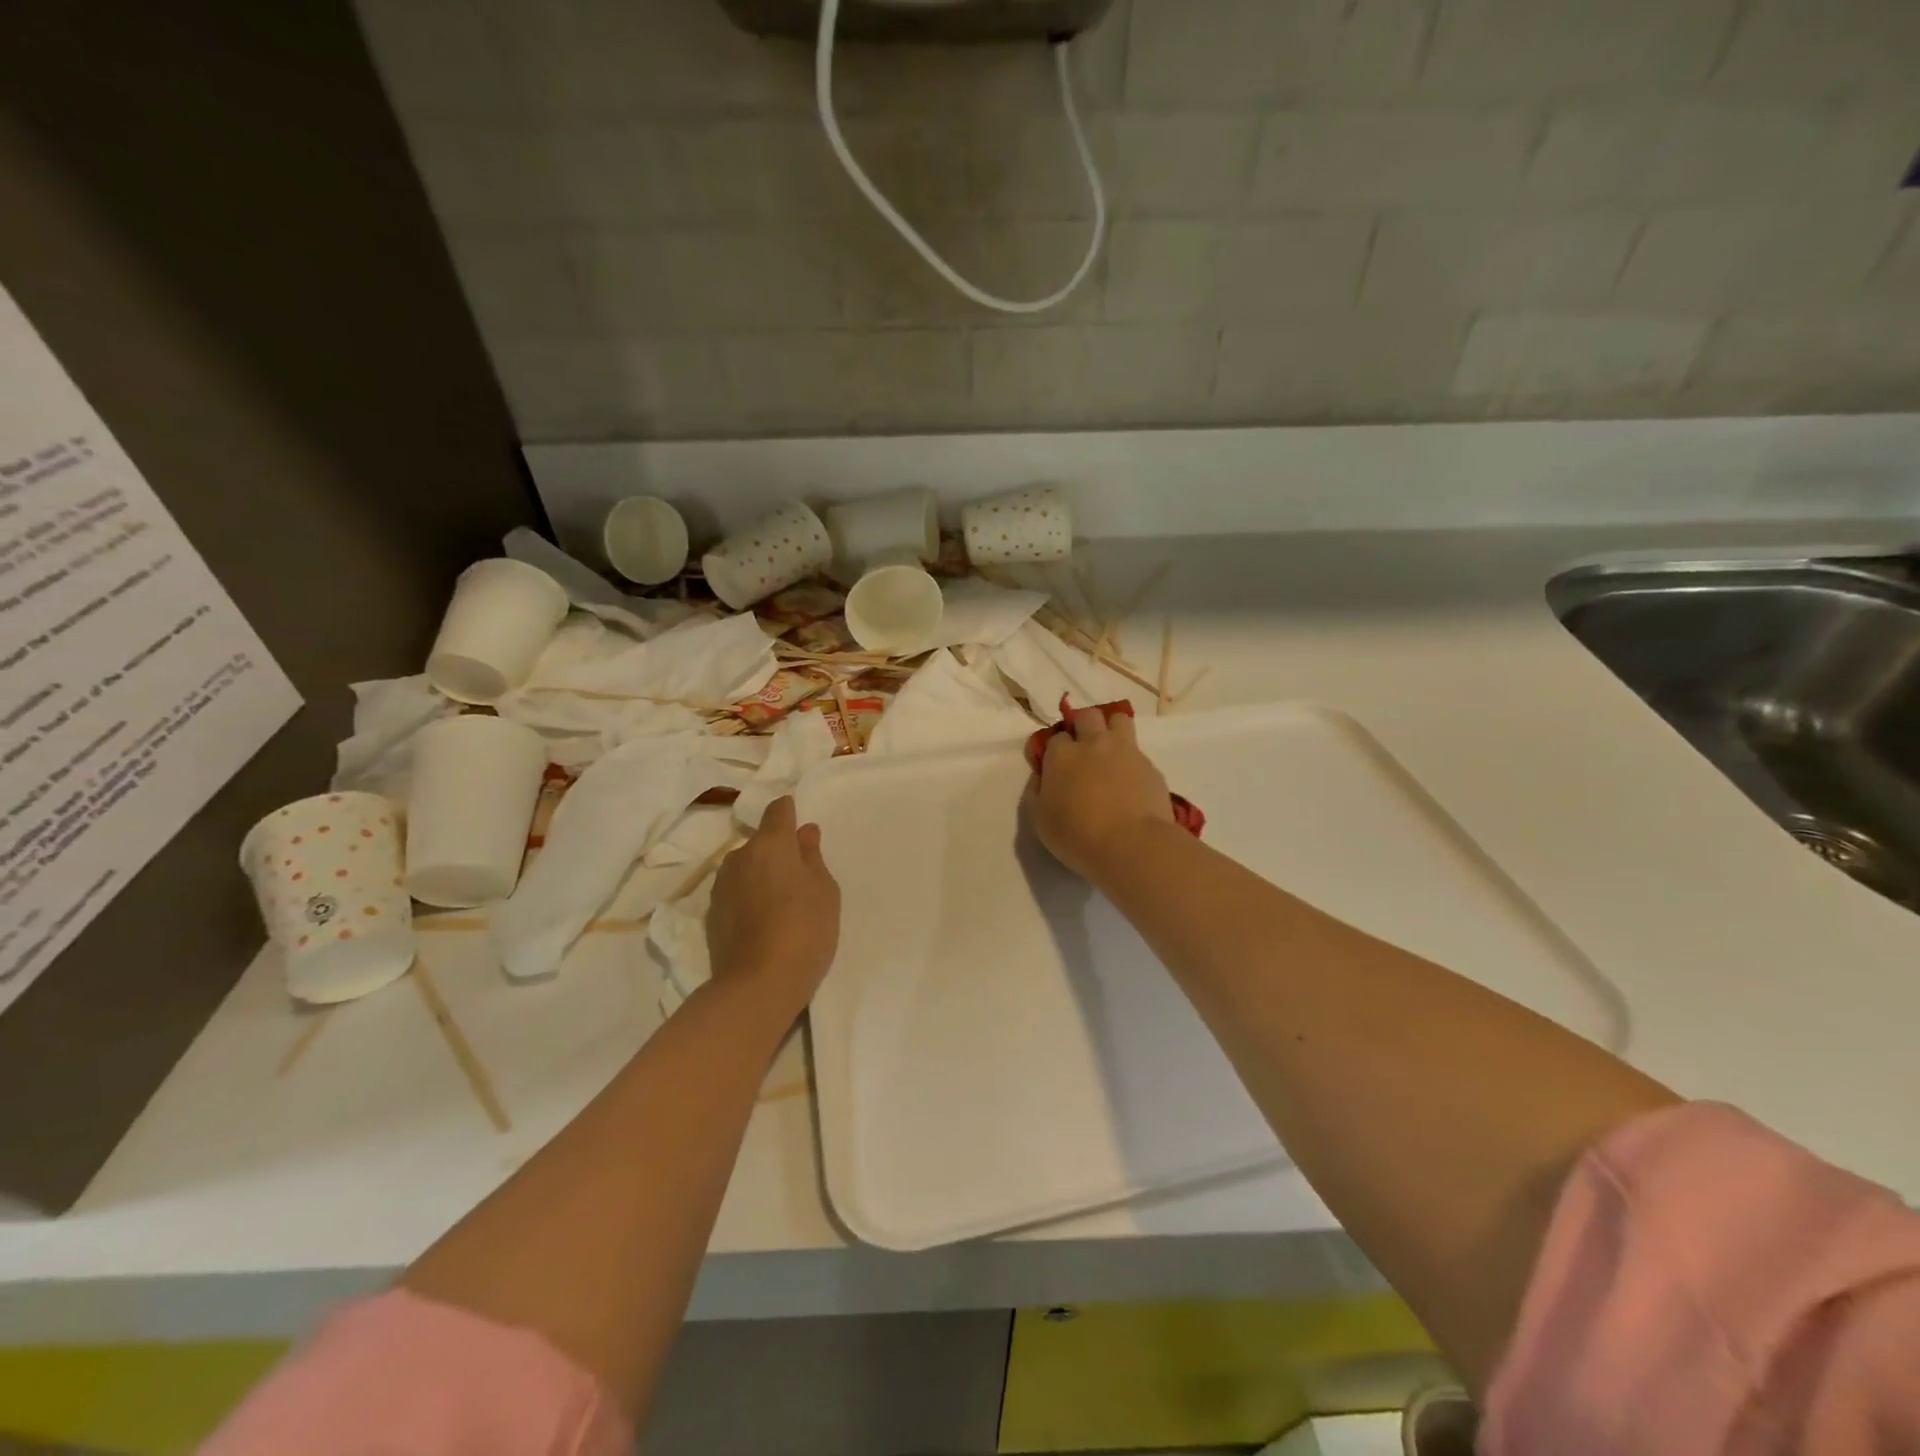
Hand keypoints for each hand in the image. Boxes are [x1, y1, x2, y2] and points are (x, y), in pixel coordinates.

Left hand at [706, 797, 840, 1016]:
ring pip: (746, 868)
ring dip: (760, 876)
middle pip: (761, 842)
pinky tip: (762, 922)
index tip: (801, 828)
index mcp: (771, 844)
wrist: (758, 984)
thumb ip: (813, 857)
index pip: (778, 810)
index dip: (790, 813)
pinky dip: (748, 898)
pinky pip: (735, 893)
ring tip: (780, 905)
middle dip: (777, 852)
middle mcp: (740, 856)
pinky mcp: (712, 914)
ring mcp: (721, 886)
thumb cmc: (805, 929)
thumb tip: (805, 832)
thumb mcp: (825, 891)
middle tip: (800, 879)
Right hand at [1029, 706, 1173, 882]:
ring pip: (1119, 719)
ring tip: (1110, 754)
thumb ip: (1036, 792)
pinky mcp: (1151, 766)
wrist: (1132, 845)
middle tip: (1083, 750)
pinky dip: (1132, 762)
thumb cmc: (1077, 836)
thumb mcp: (1040, 820)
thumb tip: (1041, 777)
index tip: (1057, 767)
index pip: (1056, 737)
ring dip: (1112, 730)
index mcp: (1062, 755)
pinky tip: (1131, 785)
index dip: (1056, 750)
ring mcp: (1125, 751)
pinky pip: (1139, 753)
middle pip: (1088, 716)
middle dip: (1083, 726)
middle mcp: (1093, 743)